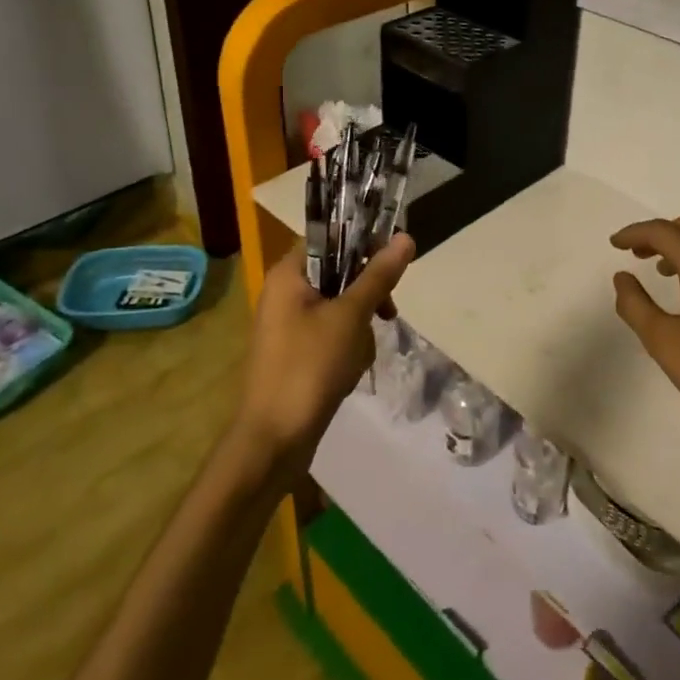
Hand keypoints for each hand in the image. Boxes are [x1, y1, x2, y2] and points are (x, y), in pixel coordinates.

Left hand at [233, 234, 414, 469]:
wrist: (273, 442)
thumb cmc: (309, 368)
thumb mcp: (350, 317)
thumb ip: (378, 276)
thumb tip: (406, 237)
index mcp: (287, 275)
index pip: (329, 238)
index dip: (363, 243)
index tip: (391, 263)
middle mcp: (285, 293)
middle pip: (339, 274)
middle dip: (365, 297)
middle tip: (385, 313)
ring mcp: (290, 326)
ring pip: (341, 308)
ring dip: (359, 329)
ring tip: (358, 356)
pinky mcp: (298, 354)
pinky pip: (333, 335)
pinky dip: (347, 349)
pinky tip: (350, 372)